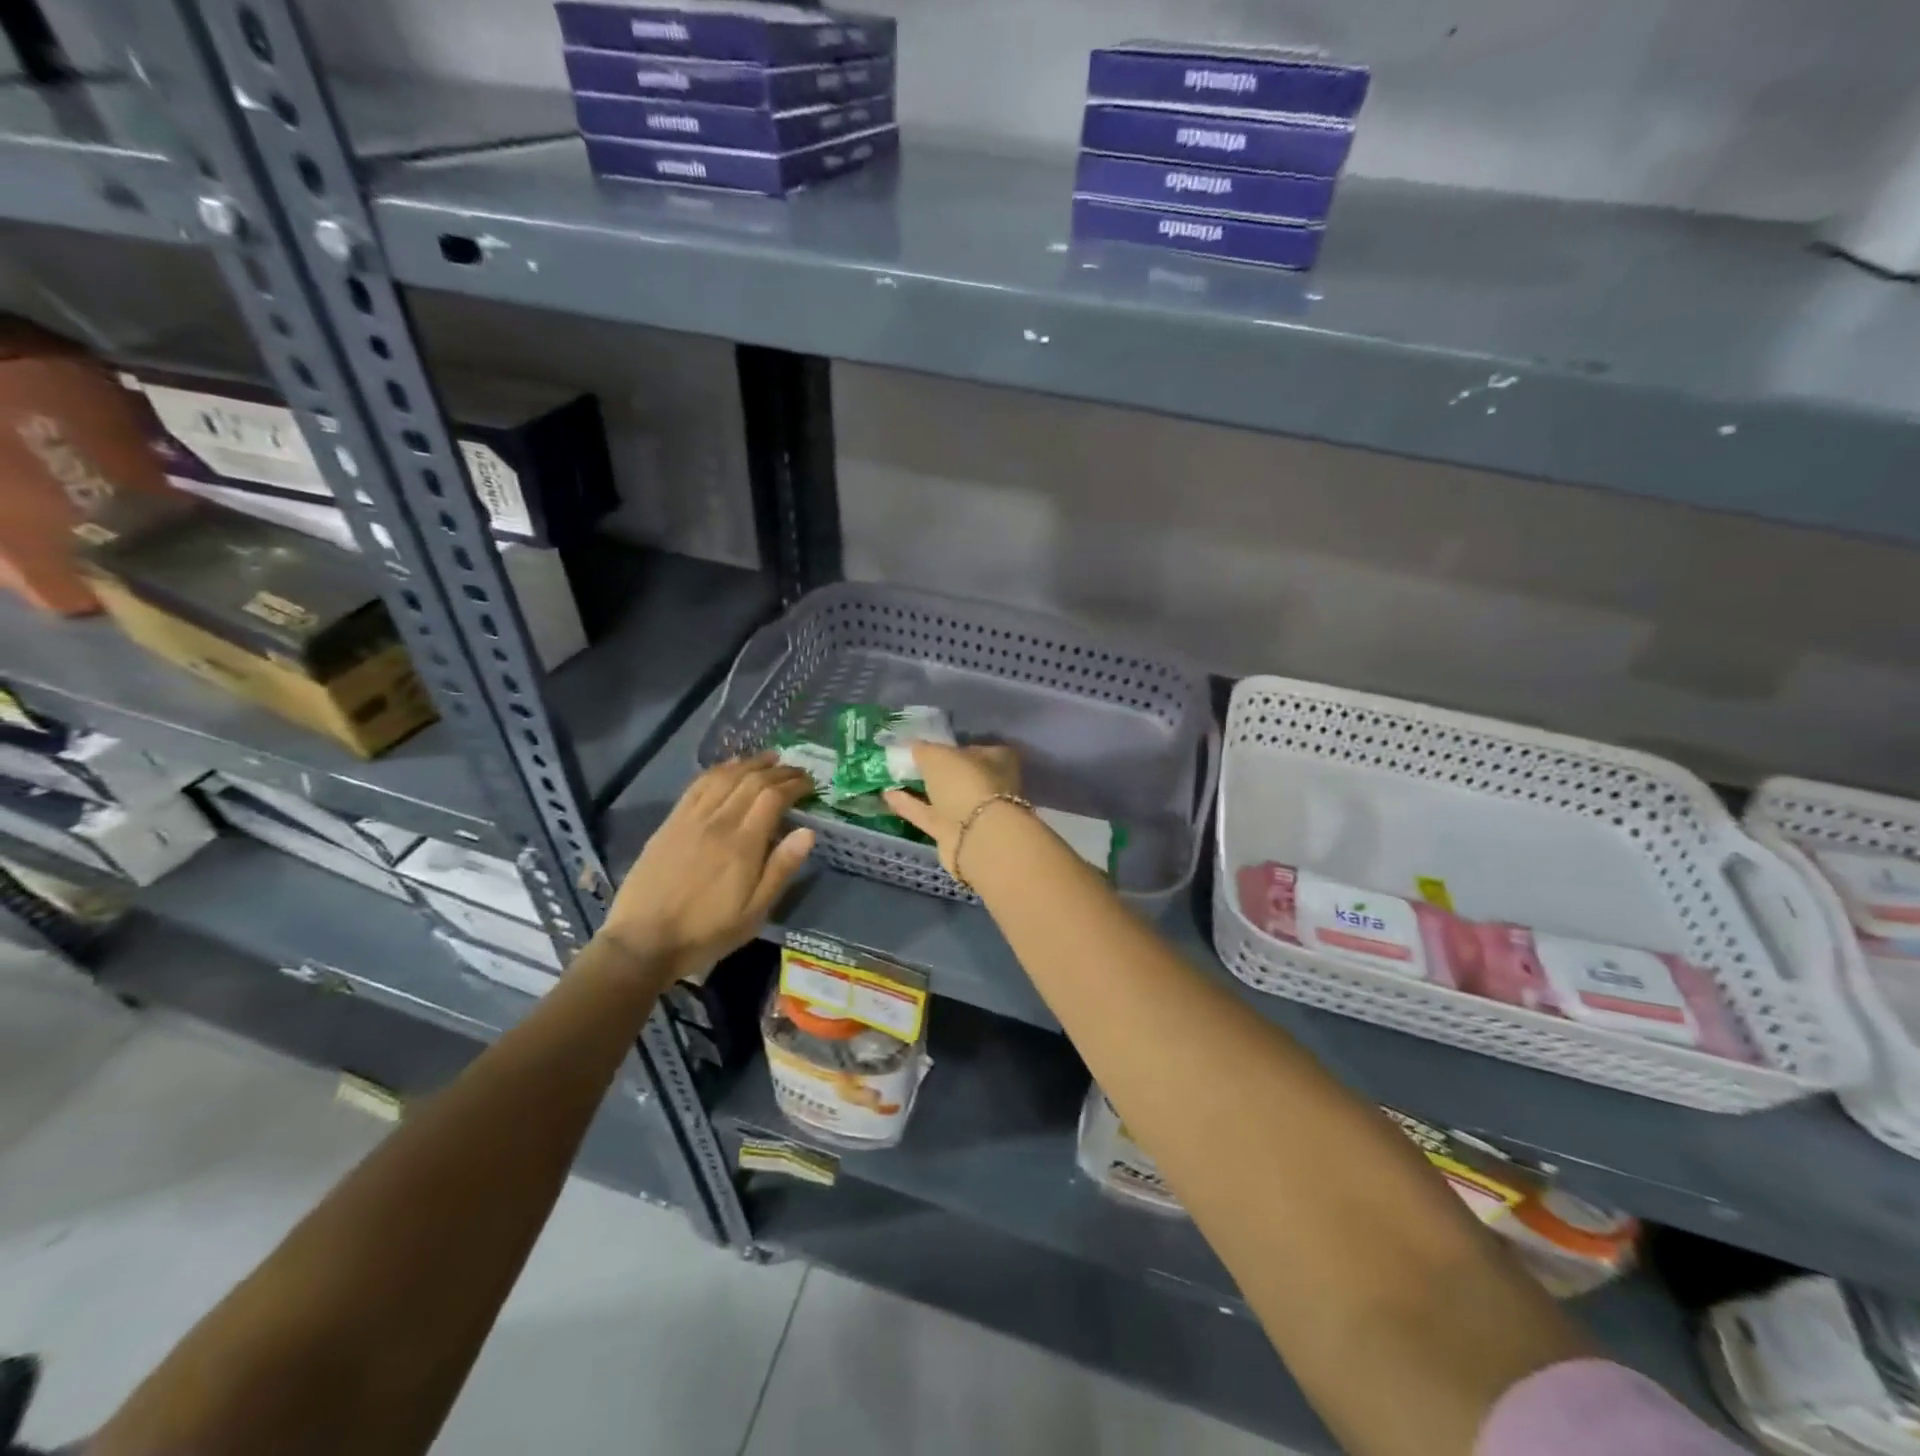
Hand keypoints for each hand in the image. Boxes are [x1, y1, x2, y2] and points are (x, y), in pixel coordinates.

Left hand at [602, 754, 814, 981]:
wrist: (643, 941)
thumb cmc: (706, 932)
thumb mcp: (754, 912)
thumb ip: (781, 869)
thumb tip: (808, 832)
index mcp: (743, 845)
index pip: (773, 798)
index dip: (794, 785)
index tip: (811, 783)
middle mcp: (718, 822)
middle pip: (752, 781)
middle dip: (778, 771)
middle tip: (797, 770)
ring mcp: (691, 819)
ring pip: (725, 777)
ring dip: (750, 763)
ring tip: (769, 758)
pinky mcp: (671, 822)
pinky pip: (698, 785)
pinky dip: (719, 770)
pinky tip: (730, 767)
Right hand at [883, 741, 1020, 878]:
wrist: (977, 837)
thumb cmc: (966, 782)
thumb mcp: (939, 755)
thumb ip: (924, 749)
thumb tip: (913, 745)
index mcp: (999, 759)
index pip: (974, 747)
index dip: (950, 746)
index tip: (925, 744)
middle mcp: (990, 785)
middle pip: (959, 774)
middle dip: (936, 770)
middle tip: (907, 761)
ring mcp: (974, 812)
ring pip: (944, 797)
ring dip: (920, 789)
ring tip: (892, 777)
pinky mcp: (956, 834)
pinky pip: (930, 815)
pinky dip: (911, 806)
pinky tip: (888, 796)